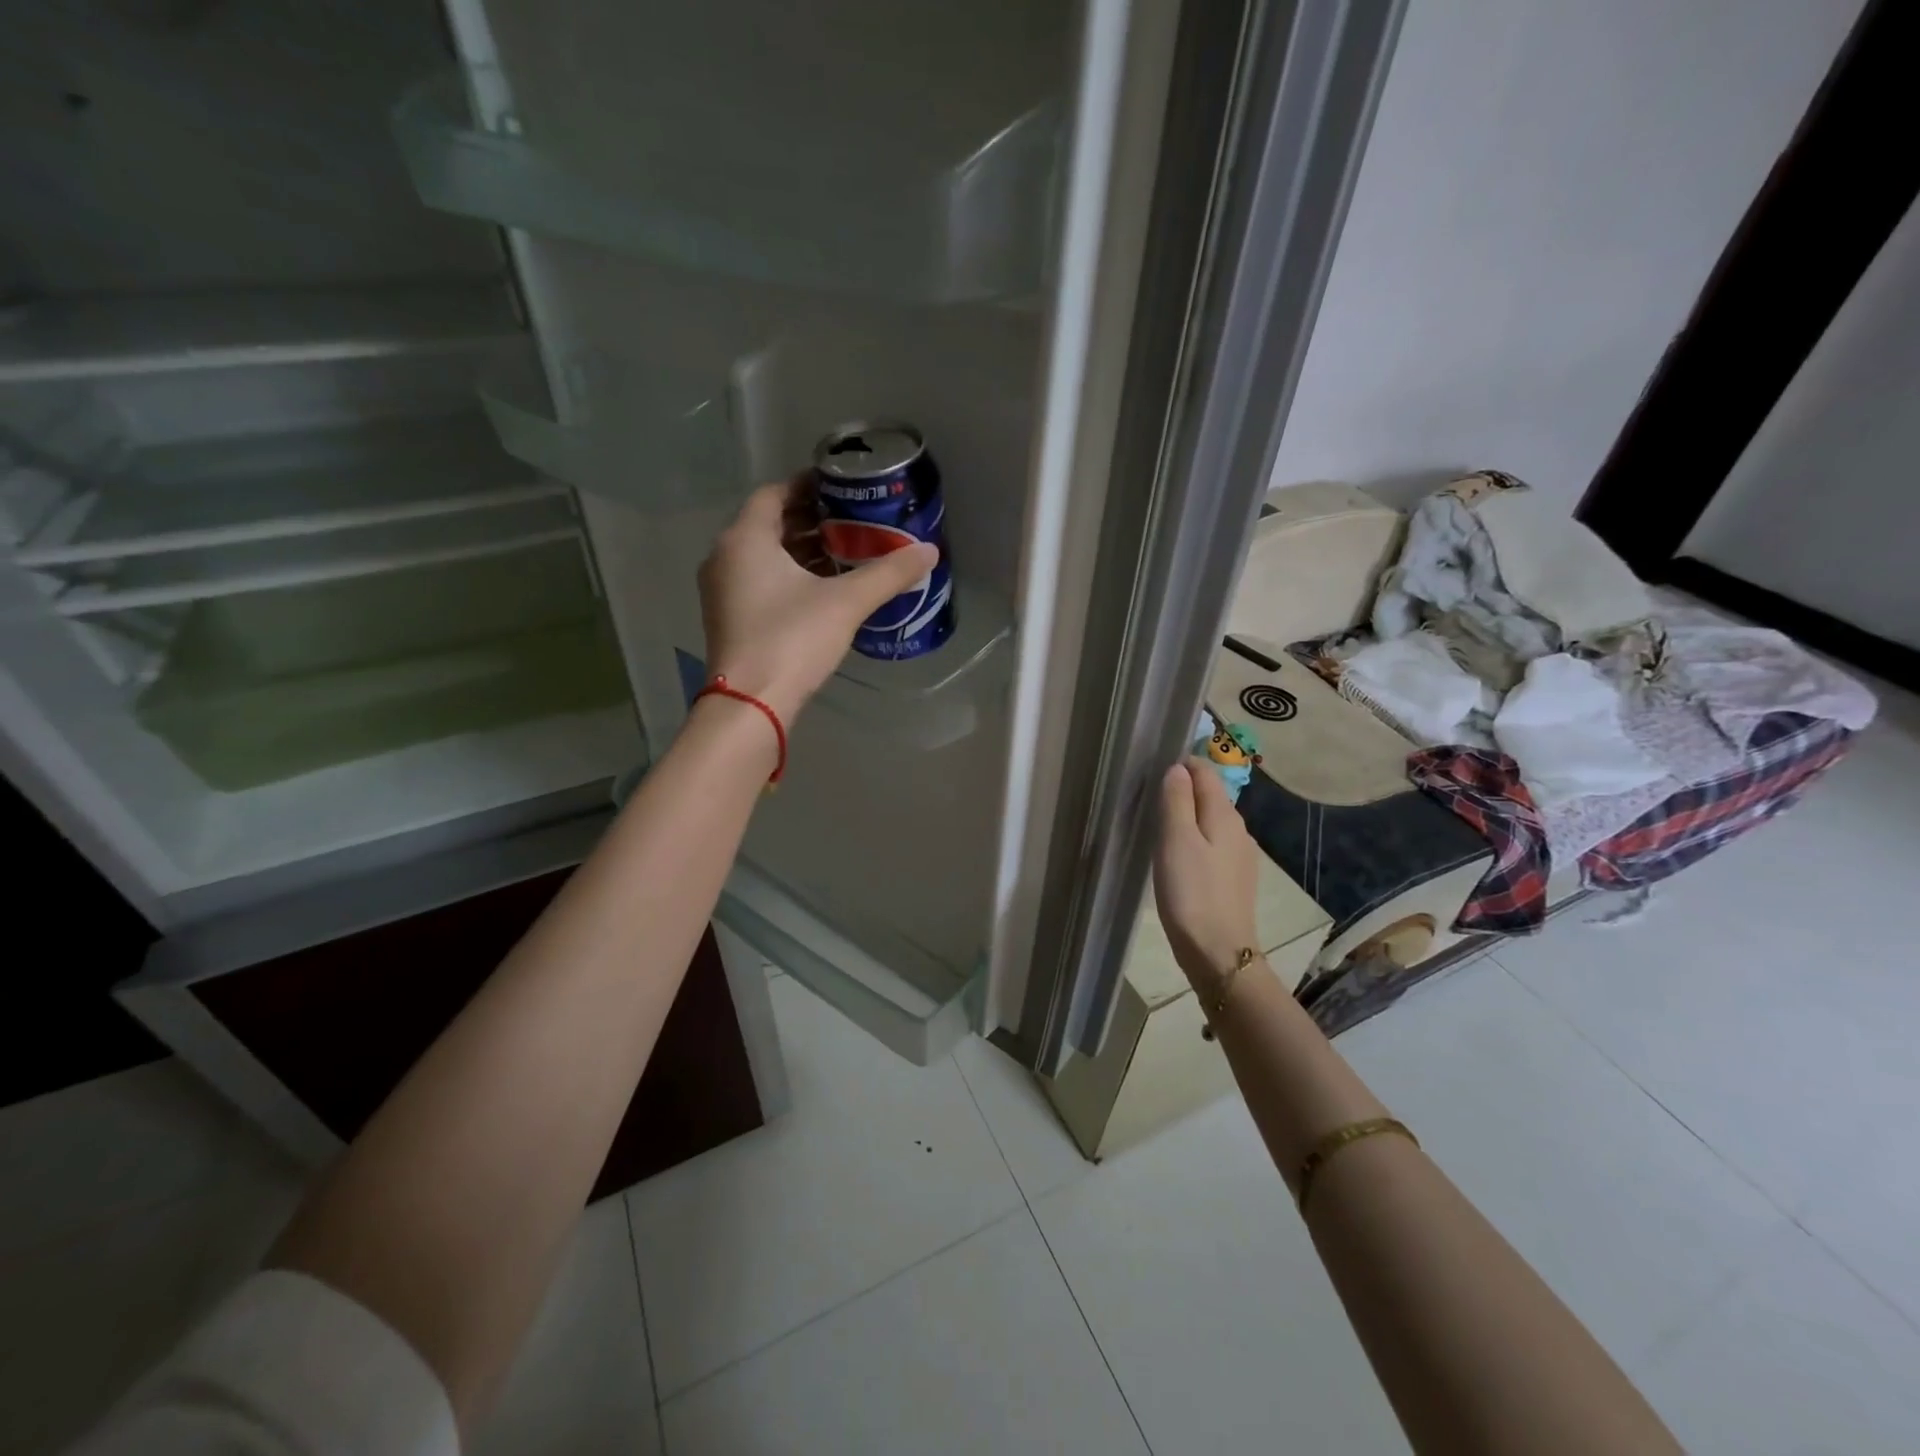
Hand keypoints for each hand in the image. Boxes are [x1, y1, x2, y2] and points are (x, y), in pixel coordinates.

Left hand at [697, 479, 939, 721]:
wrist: (751, 703)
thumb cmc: (792, 639)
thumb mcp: (846, 603)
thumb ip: (888, 573)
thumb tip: (930, 551)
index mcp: (745, 539)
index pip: (774, 493)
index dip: (808, 486)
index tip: (841, 487)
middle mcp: (725, 557)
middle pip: (769, 524)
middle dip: (810, 520)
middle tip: (851, 519)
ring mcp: (722, 590)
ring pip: (764, 556)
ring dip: (801, 550)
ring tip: (845, 551)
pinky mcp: (729, 618)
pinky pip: (759, 581)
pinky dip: (789, 576)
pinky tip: (823, 588)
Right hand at [1153, 760, 1261, 989]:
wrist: (1218, 951)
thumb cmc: (1192, 892)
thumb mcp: (1176, 840)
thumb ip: (1176, 800)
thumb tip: (1178, 768)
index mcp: (1225, 815)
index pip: (1205, 773)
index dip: (1181, 765)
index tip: (1152, 770)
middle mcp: (1238, 830)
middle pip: (1210, 796)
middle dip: (1183, 790)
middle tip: (1149, 798)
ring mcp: (1239, 856)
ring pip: (1211, 822)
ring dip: (1188, 816)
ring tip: (1158, 826)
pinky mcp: (1233, 879)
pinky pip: (1212, 845)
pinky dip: (1194, 840)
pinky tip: (1178, 857)